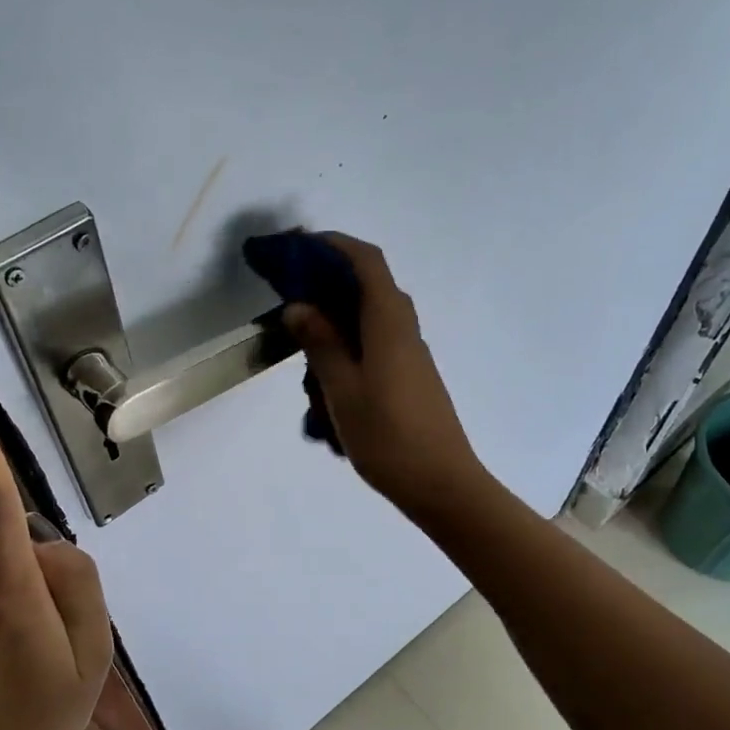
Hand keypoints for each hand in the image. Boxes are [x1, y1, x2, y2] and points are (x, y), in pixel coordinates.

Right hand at [282, 233, 490, 520]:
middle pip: (368, 286)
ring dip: (335, 320)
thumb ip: (321, 344)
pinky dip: (347, 347)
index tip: (298, 247)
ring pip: (369, 319)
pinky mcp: (409, 377)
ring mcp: (410, 354)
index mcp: (389, 323)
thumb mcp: (343, 390)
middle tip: (289, 295)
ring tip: (301, 348)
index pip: (366, 262)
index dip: (334, 245)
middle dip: (329, 281)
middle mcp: (404, 329)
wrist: (441, 484)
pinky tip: (325, 381)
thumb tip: (299, 306)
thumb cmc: (388, 437)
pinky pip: (374, 345)